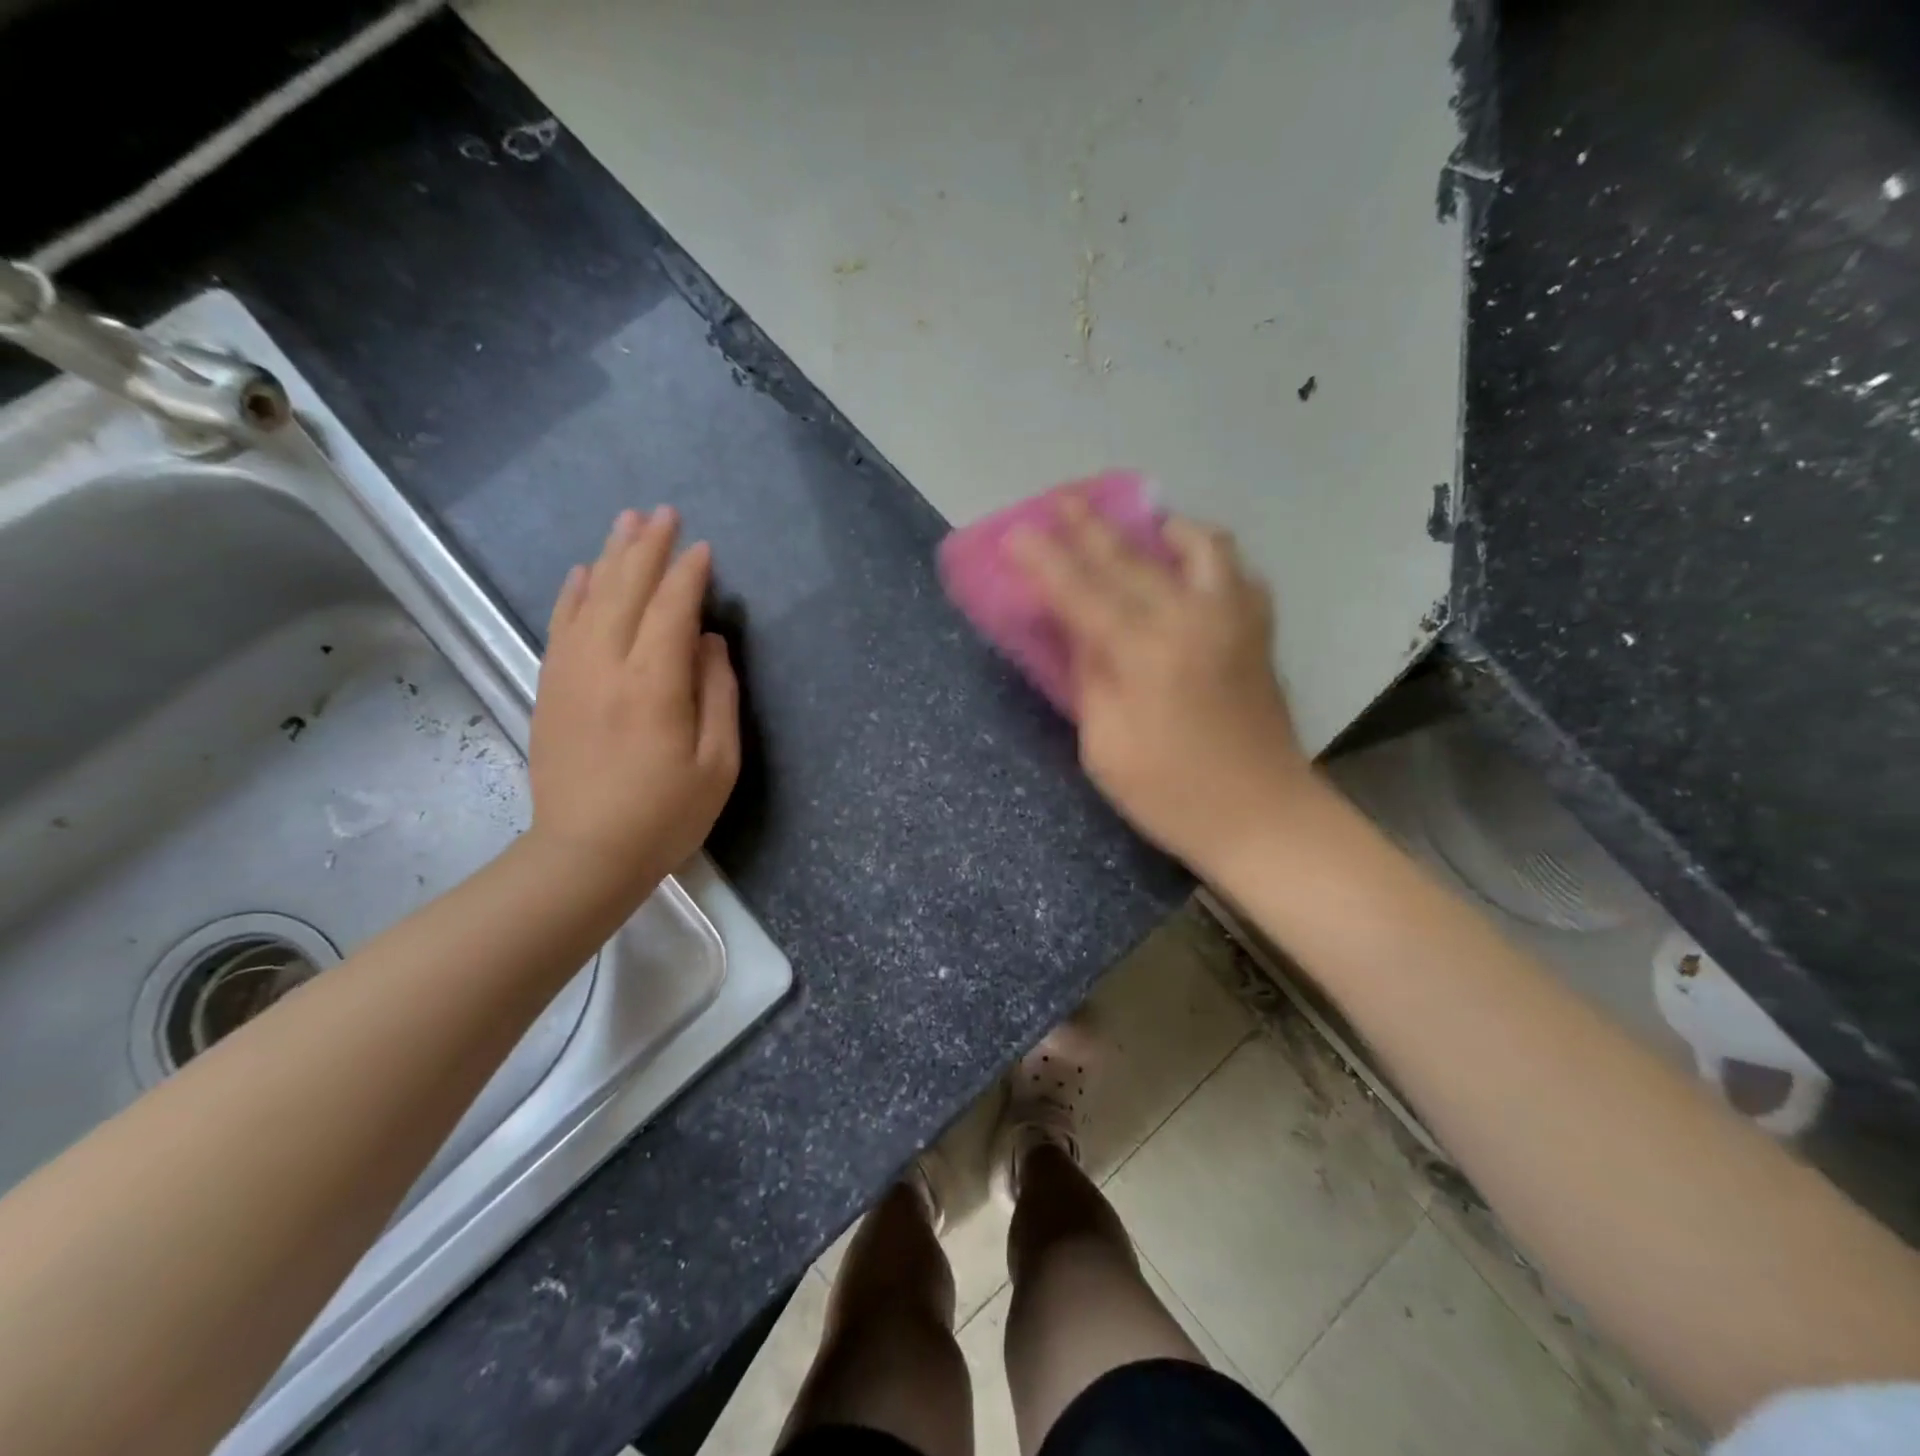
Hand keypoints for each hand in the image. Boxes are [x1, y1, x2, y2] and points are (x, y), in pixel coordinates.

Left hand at [528, 507, 738, 898]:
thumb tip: (709, 642)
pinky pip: (561, 626)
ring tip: (627, 523)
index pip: (672, 610)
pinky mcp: (551, 689)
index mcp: (655, 685)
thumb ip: (717, 694)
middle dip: (648, 548)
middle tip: (664, 513)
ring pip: (591, 600)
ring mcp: (571, 675)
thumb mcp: (717, 763)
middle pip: (626, 591)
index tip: (704, 548)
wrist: (585, 855)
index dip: (689, 575)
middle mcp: (607, 667)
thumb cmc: (666, 814)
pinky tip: (584, 573)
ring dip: (611, 557)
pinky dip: (574, 593)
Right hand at [1008, 498, 1309, 875]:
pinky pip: (1234, 569)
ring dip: (1159, 527)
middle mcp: (1192, 618)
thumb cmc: (1170, 794)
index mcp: (1145, 653)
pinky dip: (1204, 556)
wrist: (1263, 816)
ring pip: (1199, 544)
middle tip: (1061, 500)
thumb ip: (1089, 677)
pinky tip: (1188, 569)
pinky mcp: (1259, 629)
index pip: (1082, 592)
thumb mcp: (1105, 746)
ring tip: (1138, 527)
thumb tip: (1078, 629)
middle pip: (1132, 557)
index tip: (1015, 532)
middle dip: (1090, 526)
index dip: (1044, 560)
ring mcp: (1234, 618)